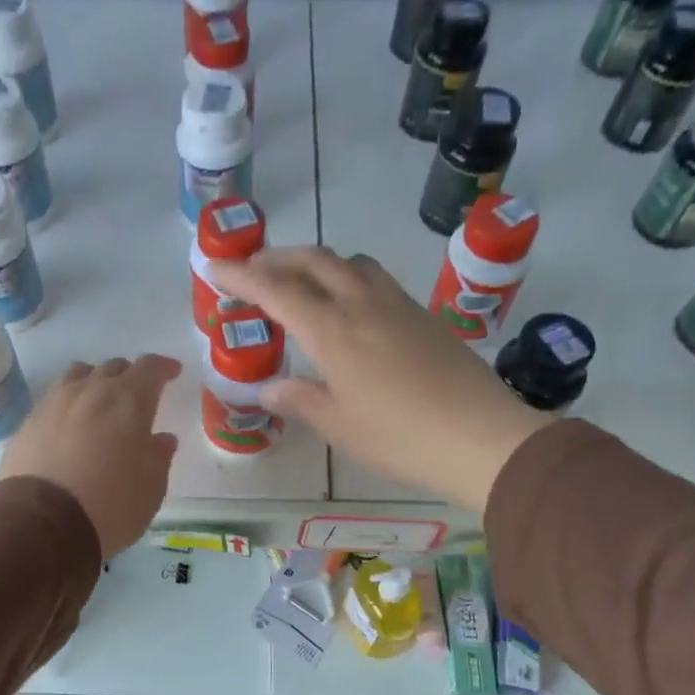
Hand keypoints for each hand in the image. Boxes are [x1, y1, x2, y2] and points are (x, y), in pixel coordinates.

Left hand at [0, 355, 180, 557]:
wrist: (42, 522)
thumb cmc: (111, 506)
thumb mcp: (151, 489)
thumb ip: (159, 457)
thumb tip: (162, 439)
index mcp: (129, 401)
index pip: (150, 367)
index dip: (163, 367)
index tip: (172, 372)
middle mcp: (91, 391)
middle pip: (113, 368)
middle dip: (129, 377)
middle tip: (137, 396)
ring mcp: (55, 403)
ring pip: (79, 376)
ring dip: (95, 382)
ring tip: (100, 402)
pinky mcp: (29, 422)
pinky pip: (55, 398)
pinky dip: (69, 404)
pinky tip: (70, 424)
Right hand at [213, 247, 547, 511]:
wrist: (479, 436)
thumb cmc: (398, 436)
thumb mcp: (338, 425)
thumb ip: (299, 400)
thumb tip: (269, 389)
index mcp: (333, 330)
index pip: (277, 290)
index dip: (242, 276)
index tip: (215, 266)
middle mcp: (362, 303)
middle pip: (314, 260)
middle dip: (277, 258)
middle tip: (253, 269)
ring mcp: (398, 305)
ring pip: (350, 263)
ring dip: (317, 262)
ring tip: (301, 282)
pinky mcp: (423, 315)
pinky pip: (376, 280)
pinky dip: (348, 278)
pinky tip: (349, 306)